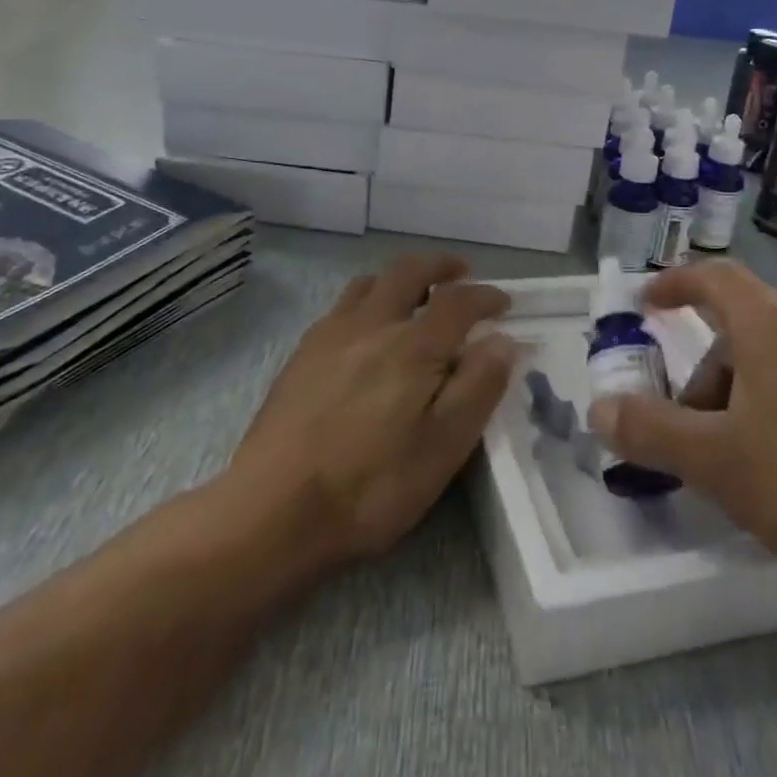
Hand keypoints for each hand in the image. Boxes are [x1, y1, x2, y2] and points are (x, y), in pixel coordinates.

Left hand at [229, 254, 515, 570]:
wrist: (272, 510)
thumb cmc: (371, 485)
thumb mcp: (443, 446)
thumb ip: (478, 386)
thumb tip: (503, 340)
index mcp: (413, 345)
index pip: (458, 301)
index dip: (486, 295)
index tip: (504, 303)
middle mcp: (372, 324)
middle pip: (409, 271)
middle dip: (440, 266)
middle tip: (461, 274)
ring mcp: (330, 335)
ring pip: (370, 283)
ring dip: (401, 278)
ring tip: (416, 296)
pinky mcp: (301, 354)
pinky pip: (342, 306)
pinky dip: (368, 300)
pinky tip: (367, 331)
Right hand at [587, 261, 776, 615]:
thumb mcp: (716, 461)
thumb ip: (650, 430)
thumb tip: (599, 408)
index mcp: (771, 327)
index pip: (714, 277)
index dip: (673, 283)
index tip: (644, 305)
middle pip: (737, 330)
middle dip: (700, 376)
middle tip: (685, 433)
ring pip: (772, 363)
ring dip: (736, 398)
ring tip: (733, 463)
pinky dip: (773, 410)